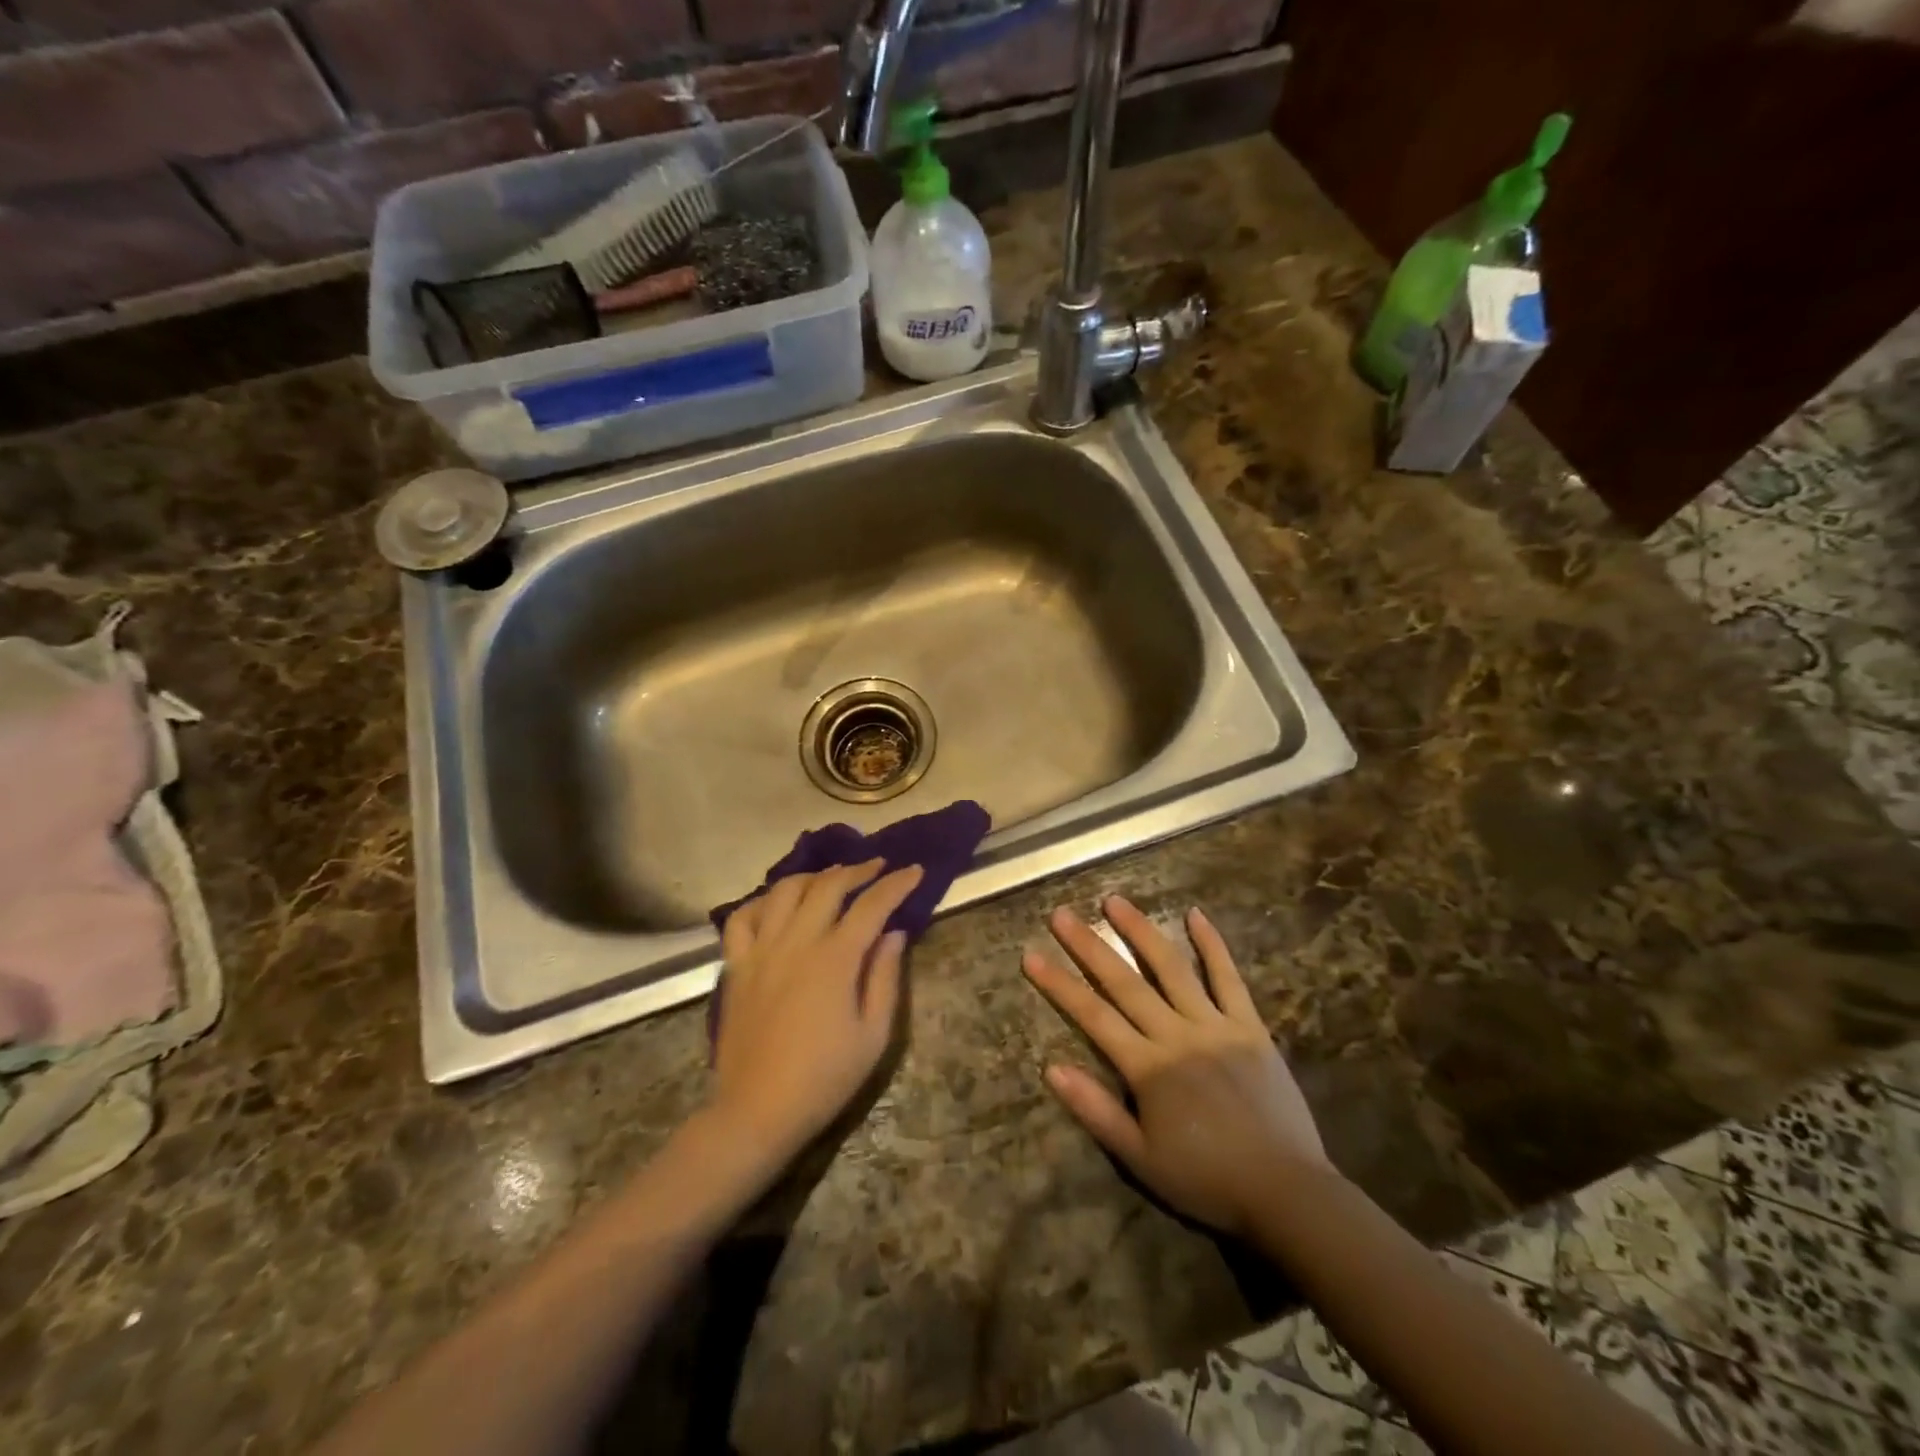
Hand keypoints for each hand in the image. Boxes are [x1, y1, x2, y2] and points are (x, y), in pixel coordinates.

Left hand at [710, 860, 923, 1164]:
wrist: (757, 1111)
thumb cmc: (824, 1078)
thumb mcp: (873, 1036)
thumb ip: (885, 978)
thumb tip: (894, 933)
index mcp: (834, 959)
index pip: (871, 905)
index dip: (896, 884)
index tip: (915, 870)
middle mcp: (796, 942)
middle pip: (827, 885)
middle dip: (857, 869)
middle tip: (878, 866)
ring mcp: (761, 950)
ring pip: (784, 890)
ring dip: (813, 876)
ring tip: (832, 877)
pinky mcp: (736, 966)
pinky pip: (742, 918)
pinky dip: (762, 902)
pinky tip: (777, 905)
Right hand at [1024, 896, 1332, 1237]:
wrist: (1287, 1192)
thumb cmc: (1207, 1179)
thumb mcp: (1141, 1159)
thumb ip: (1096, 1110)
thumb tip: (1051, 1068)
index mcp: (1149, 1068)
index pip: (1093, 1016)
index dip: (1059, 985)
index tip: (1031, 955)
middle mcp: (1178, 1035)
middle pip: (1125, 982)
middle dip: (1089, 946)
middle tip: (1061, 914)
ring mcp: (1216, 1025)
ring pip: (1172, 968)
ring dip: (1141, 931)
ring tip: (1115, 901)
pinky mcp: (1251, 1027)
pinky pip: (1229, 978)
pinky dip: (1213, 945)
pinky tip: (1196, 914)